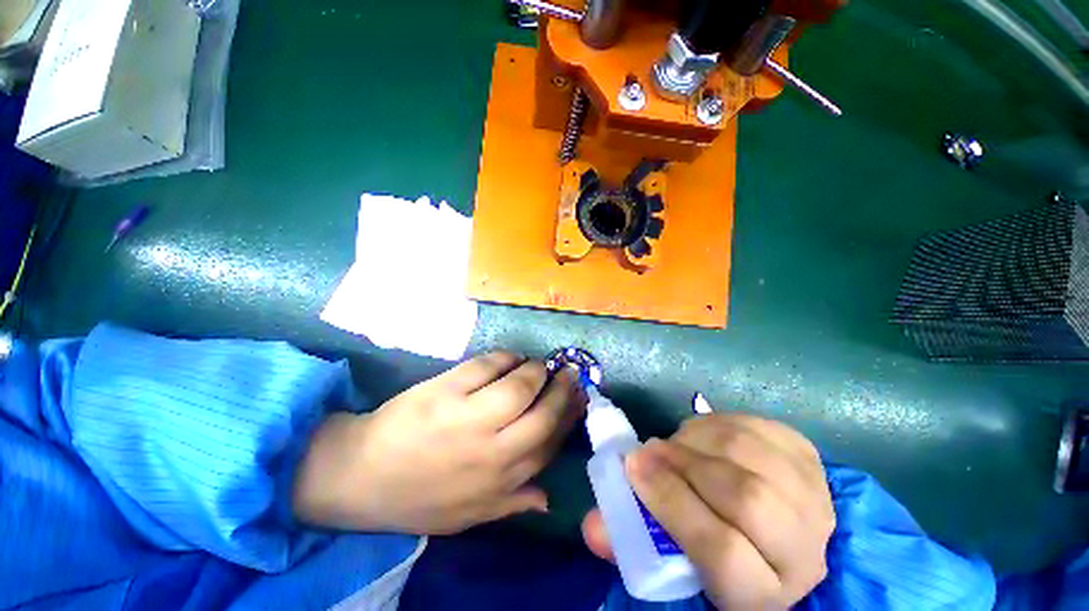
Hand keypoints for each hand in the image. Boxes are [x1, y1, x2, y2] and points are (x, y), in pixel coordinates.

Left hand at [293, 352, 585, 534]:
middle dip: (562, 389)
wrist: (361, 475)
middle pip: (542, 412)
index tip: (580, 399)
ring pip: (520, 384)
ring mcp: (468, 417)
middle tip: (568, 373)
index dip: (569, 417)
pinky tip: (511, 358)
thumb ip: (512, 504)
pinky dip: (506, 357)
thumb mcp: (468, 516)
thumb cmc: (418, 498)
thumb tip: (549, 497)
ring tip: (538, 365)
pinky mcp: (447, 390)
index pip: (549, 443)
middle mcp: (492, 450)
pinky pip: (489, 365)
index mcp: (500, 480)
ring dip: (536, 369)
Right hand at [582, 412, 833, 609]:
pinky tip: (700, 436)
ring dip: (695, 440)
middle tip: (647, 451)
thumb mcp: (679, 560)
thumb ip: (633, 540)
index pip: (722, 553)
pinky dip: (714, 423)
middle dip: (682, 465)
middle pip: (743, 497)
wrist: (781, 528)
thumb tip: (591, 525)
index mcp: (766, 592)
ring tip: (672, 444)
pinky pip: (751, 424)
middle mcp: (804, 546)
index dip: (671, 504)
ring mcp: (812, 492)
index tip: (632, 469)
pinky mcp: (805, 453)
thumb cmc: (719, 547)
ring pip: (746, 451)